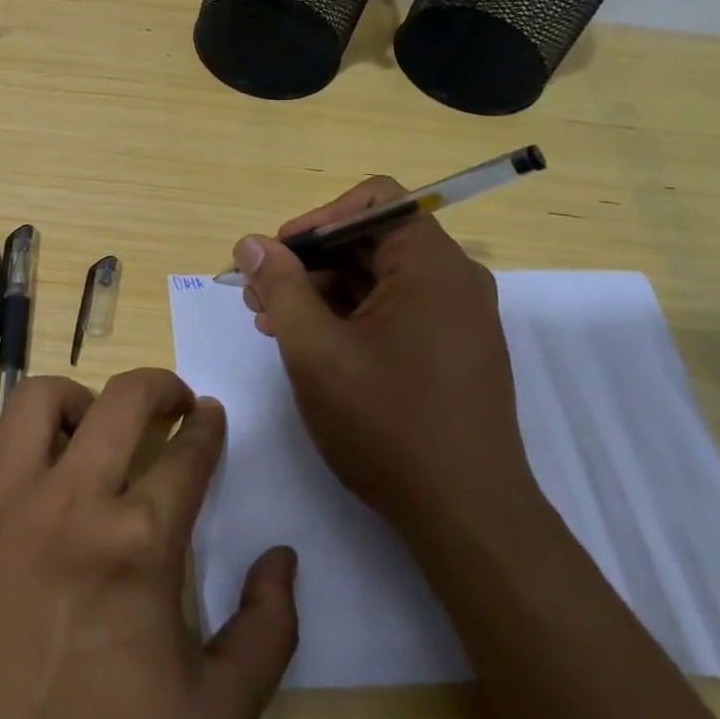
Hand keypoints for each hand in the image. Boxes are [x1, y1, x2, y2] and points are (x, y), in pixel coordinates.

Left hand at [0, 369, 297, 718]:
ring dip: (77, 401)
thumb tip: (282, 557)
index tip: (211, 417)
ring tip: (88, 429)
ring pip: (40, 398)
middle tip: (171, 401)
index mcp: (138, 544)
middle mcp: (70, 501)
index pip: (189, 452)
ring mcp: (0, 501)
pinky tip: (16, 468)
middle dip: (161, 385)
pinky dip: (1, 439)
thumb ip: (266, 635)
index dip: (208, 426)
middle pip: (125, 398)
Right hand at [235, 177, 536, 540]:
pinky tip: (309, 344)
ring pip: (377, 277)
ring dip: (321, 290)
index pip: (374, 200)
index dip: (318, 218)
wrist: (468, 518)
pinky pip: (393, 309)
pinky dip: (348, 316)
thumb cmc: (388, 424)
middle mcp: (452, 280)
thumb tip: (252, 242)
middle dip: (309, 260)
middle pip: (371, 239)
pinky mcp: (451, 349)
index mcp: (431, 265)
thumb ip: (280, 286)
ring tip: (271, 322)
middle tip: (258, 294)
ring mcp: (455, 317)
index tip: (278, 256)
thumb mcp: (315, 350)